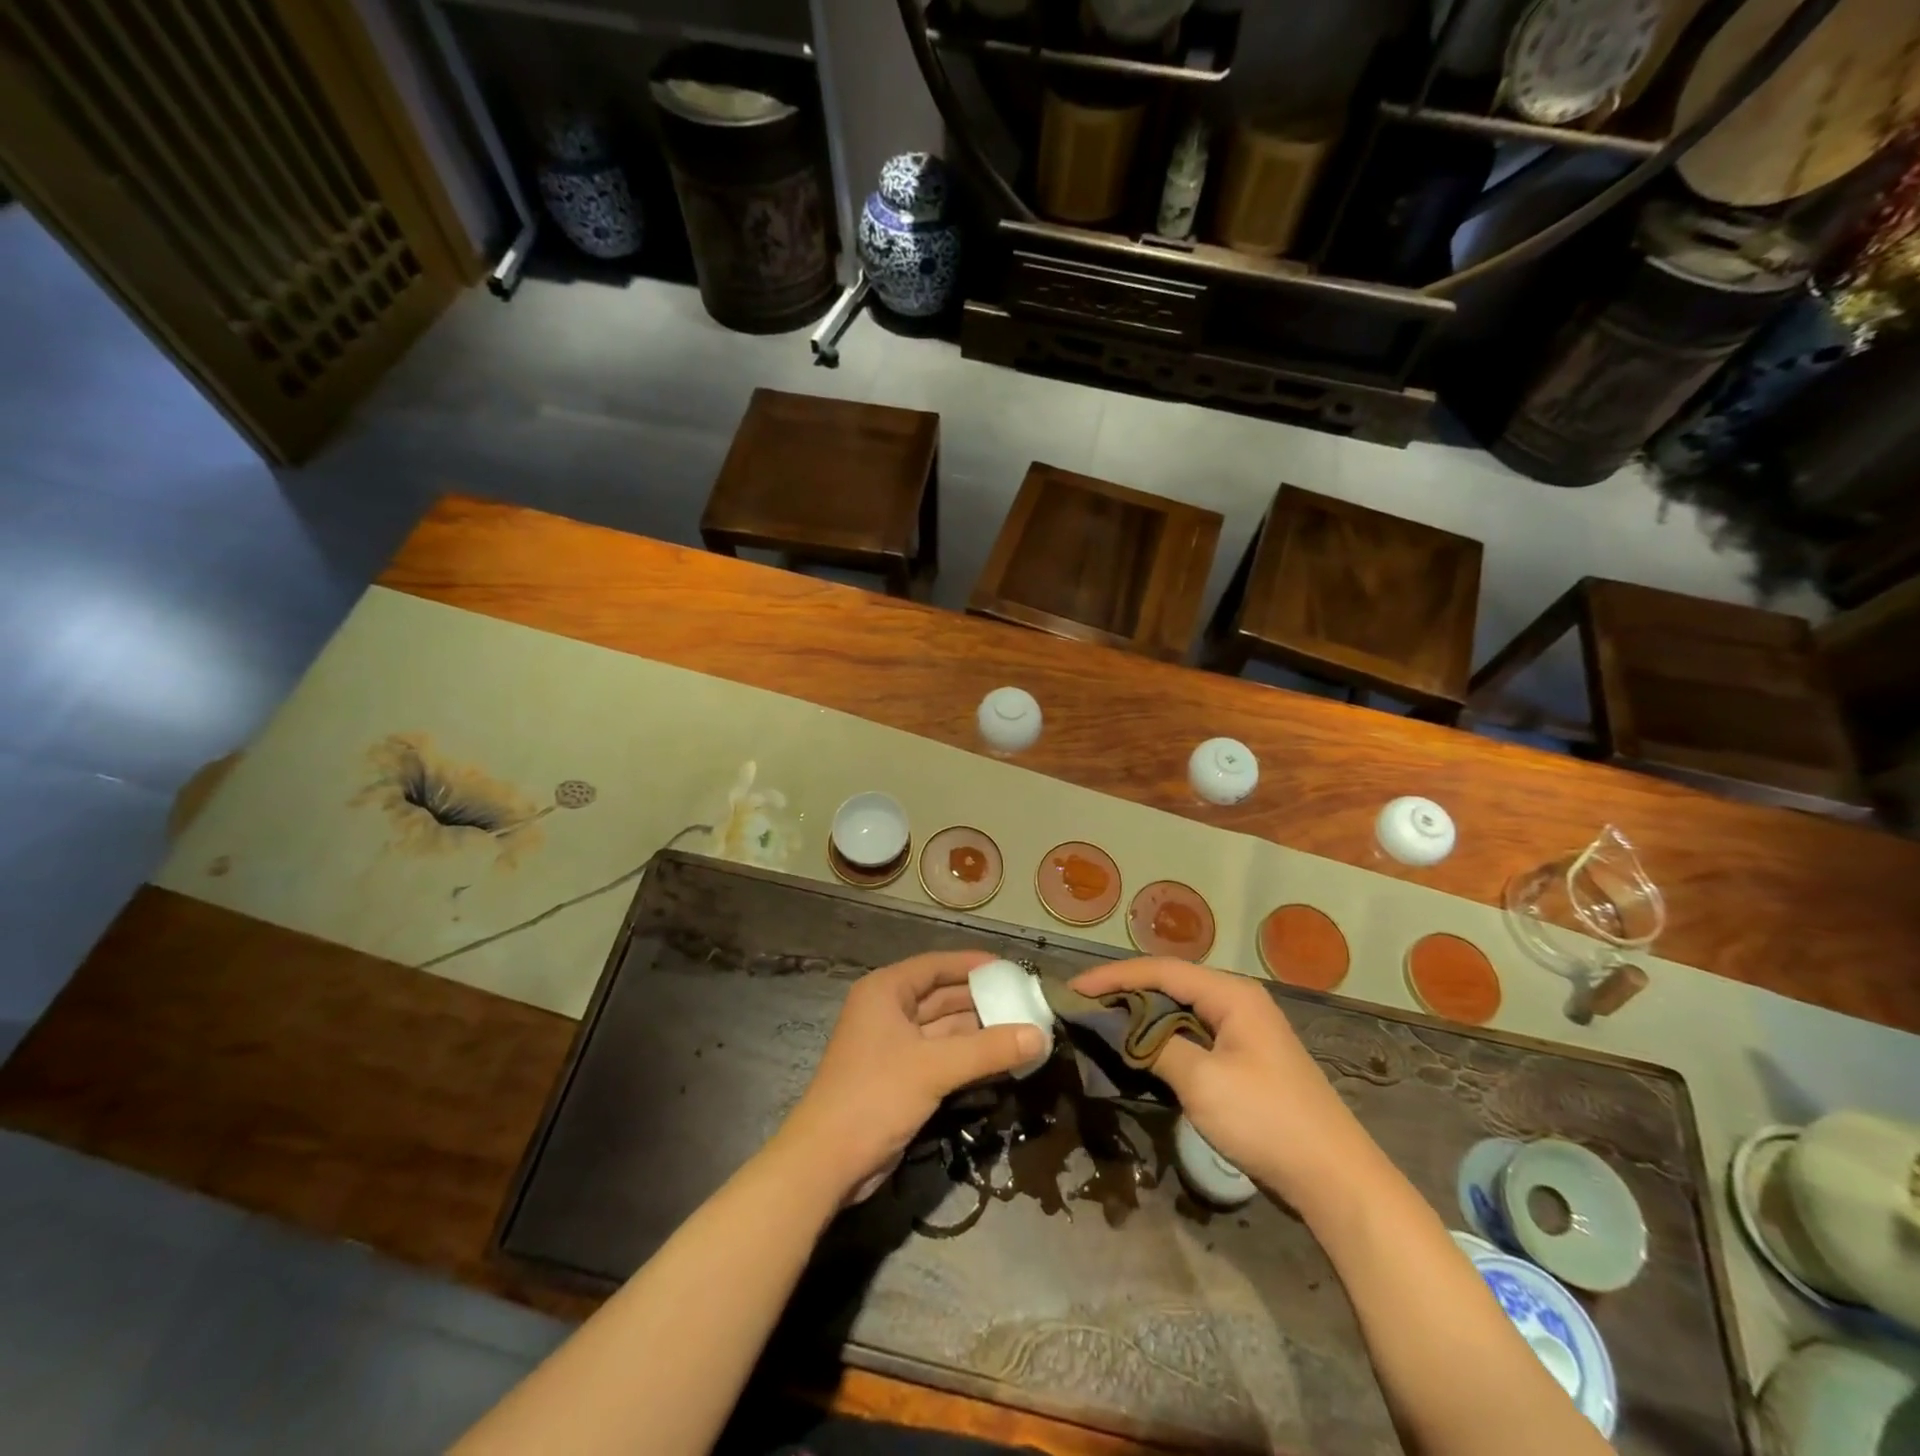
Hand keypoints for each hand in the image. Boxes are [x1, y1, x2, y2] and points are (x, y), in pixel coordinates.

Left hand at [772, 950, 1045, 1204]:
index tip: (1011, 969)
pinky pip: (943, 1057)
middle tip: (1027, 1003)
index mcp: (886, 991)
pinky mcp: (902, 1078)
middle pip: (943, 997)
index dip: (973, 965)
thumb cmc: (875, 1096)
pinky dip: (969, 1057)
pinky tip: (1002, 1060)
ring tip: (1024, 1030)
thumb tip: (1040, 1034)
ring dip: (980, 1032)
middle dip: (983, 1001)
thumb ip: (988, 1049)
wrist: (826, 1162)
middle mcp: (889, 1011)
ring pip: (945, 1029)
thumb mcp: (934, 1067)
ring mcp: (894, 1046)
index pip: (936, 965)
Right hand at [1069, 958, 1371, 1205]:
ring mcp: (1244, 1030)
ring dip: (1142, 1014)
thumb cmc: (1267, 1121)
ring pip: (1181, 1008)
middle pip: (1170, 983)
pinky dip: (1163, 1035)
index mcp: (1231, 994)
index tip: (1074, 989)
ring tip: (1102, 1022)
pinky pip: (1194, 1032)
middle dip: (1125, 991)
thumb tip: (1116, 1026)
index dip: (1114, 976)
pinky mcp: (1245, 1058)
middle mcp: (1238, 1001)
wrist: (1335, 1180)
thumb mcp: (1202, 1082)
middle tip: (1083, 1005)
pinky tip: (1141, 1049)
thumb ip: (1155, 1046)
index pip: (1160, 970)